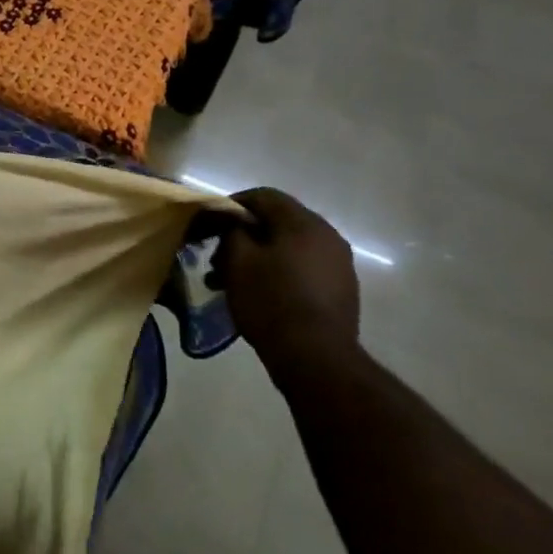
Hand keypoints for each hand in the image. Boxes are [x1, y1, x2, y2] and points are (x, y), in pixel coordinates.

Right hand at [207, 188, 358, 372]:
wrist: (316, 357)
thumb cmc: (271, 302)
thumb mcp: (238, 261)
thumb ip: (233, 231)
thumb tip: (235, 224)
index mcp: (304, 223)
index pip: (264, 196)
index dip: (233, 205)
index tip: (210, 224)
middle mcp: (328, 235)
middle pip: (278, 222)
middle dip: (244, 236)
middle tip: (217, 259)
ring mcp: (339, 263)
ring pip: (290, 247)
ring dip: (259, 257)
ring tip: (232, 282)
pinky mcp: (341, 288)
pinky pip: (303, 268)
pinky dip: (278, 272)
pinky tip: (260, 294)